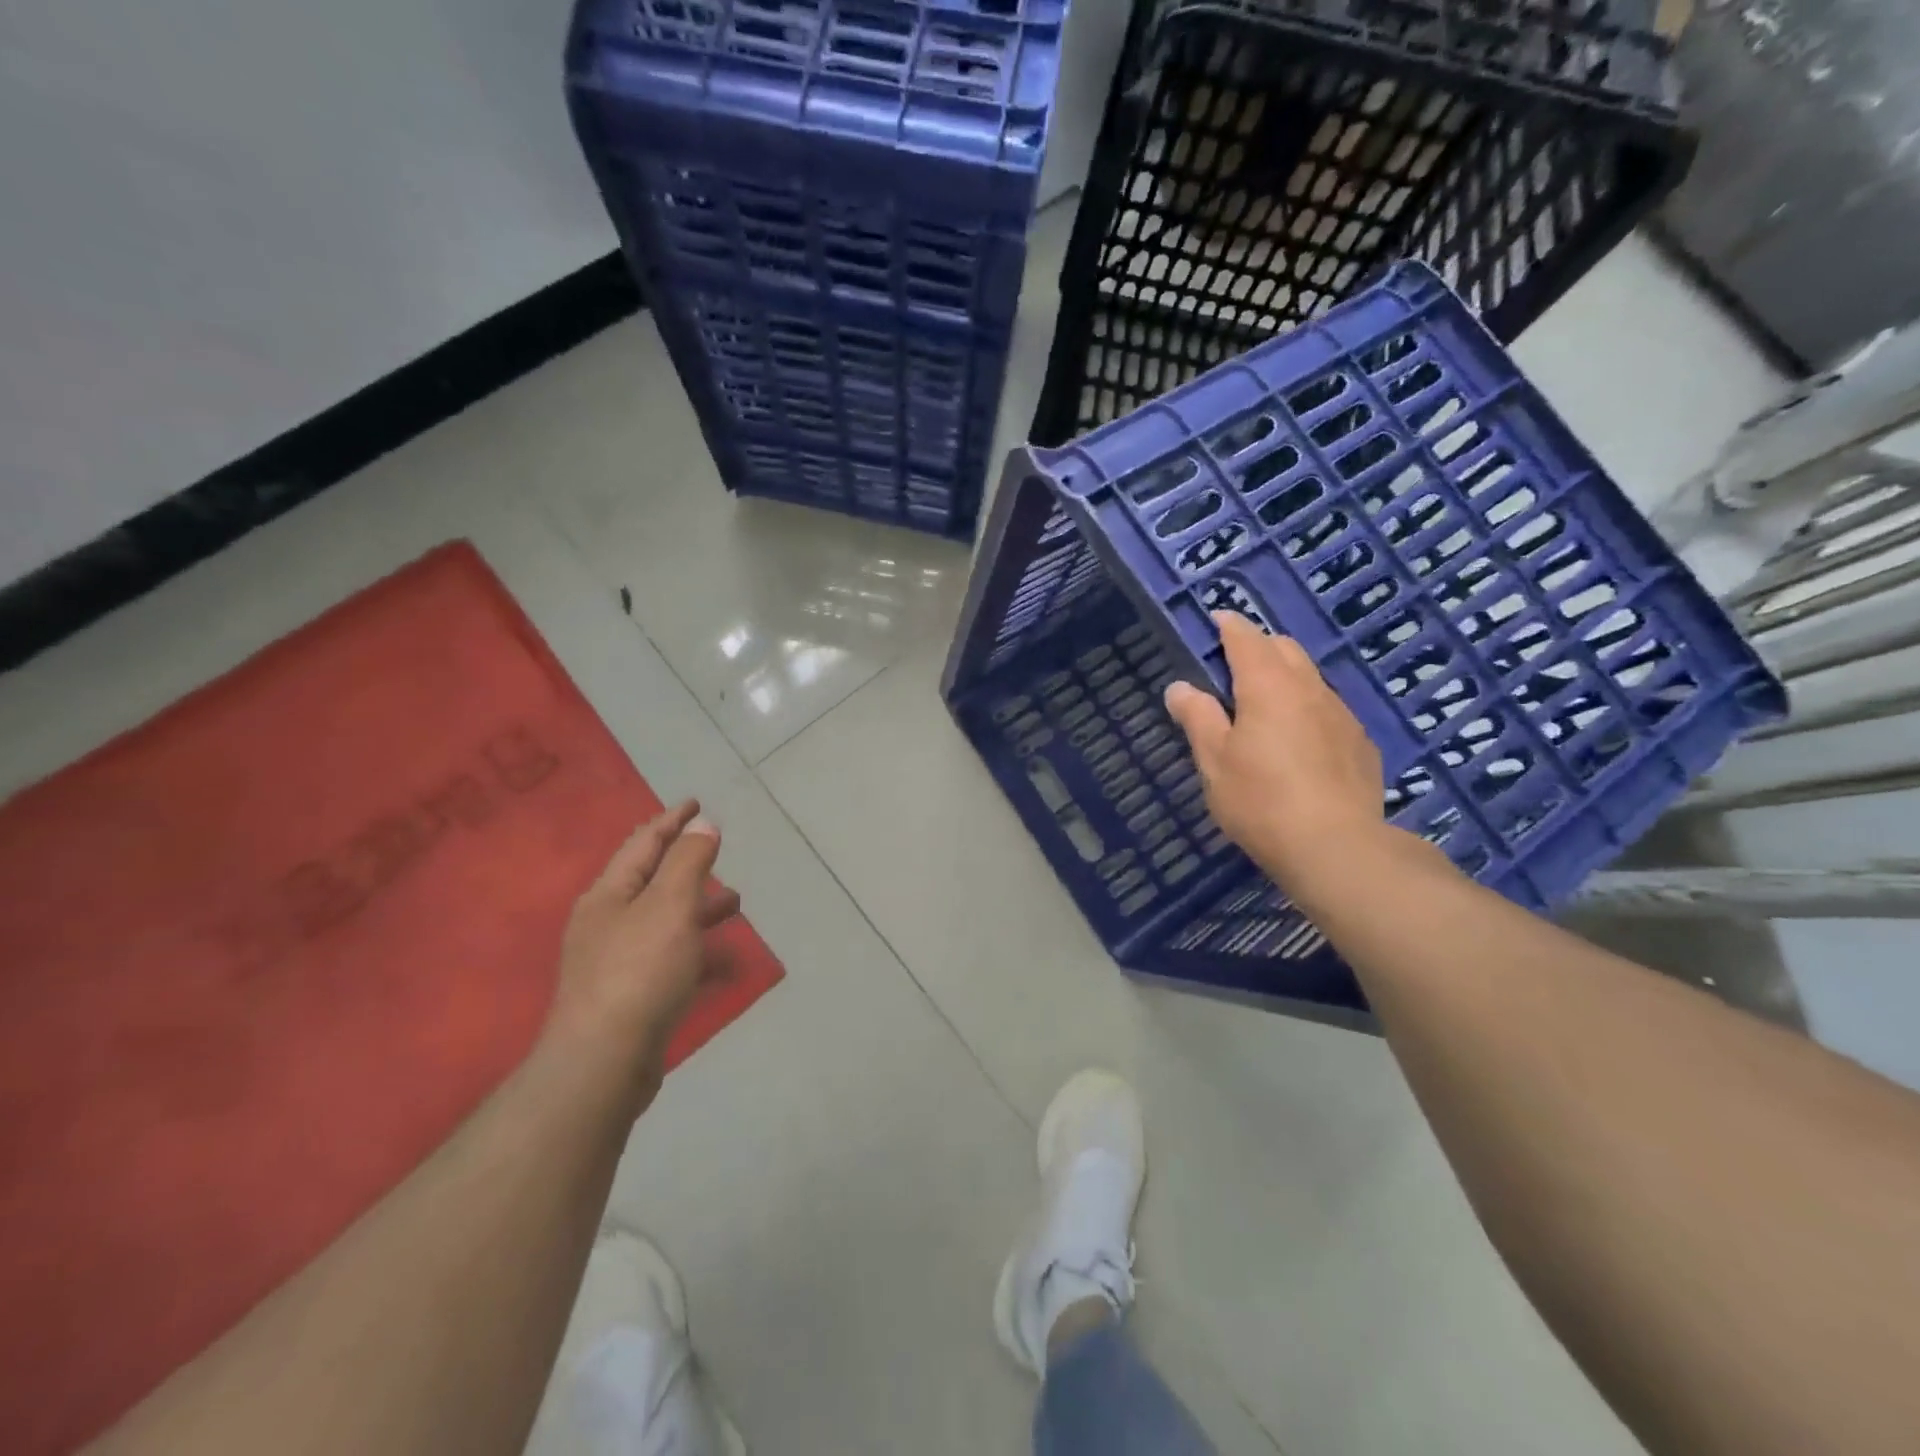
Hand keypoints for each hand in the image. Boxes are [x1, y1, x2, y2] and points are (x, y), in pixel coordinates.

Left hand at [547, 801, 740, 1105]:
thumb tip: (701, 823)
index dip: (671, 820)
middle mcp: (607, 923)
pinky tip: (726, 962)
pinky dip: (699, 952)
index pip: (644, 843)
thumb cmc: (639, 971)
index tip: (696, 802)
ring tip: (735, 905)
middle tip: (719, 853)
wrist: (603, 1065)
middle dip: (688, 866)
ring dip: (699, 909)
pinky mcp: (631, 997)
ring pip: (665, 922)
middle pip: (652, 882)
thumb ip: (688, 860)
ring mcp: (616, 963)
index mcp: (610, 895)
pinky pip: (672, 960)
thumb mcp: (670, 905)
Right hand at [1164, 612, 1386, 899]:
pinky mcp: (1360, 742)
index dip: (1229, 626)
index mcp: (1268, 685)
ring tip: (1264, 703)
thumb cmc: (1261, 800)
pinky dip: (1307, 707)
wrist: (1337, 847)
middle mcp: (1309, 688)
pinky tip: (1298, 740)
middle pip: (1284, 649)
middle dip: (1259, 646)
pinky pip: (1328, 708)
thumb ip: (1198, 718)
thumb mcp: (1214, 761)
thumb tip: (1180, 687)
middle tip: (1233, 665)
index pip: (1246, 639)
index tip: (1216, 620)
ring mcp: (1341, 714)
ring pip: (1310, 677)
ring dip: (1285, 676)